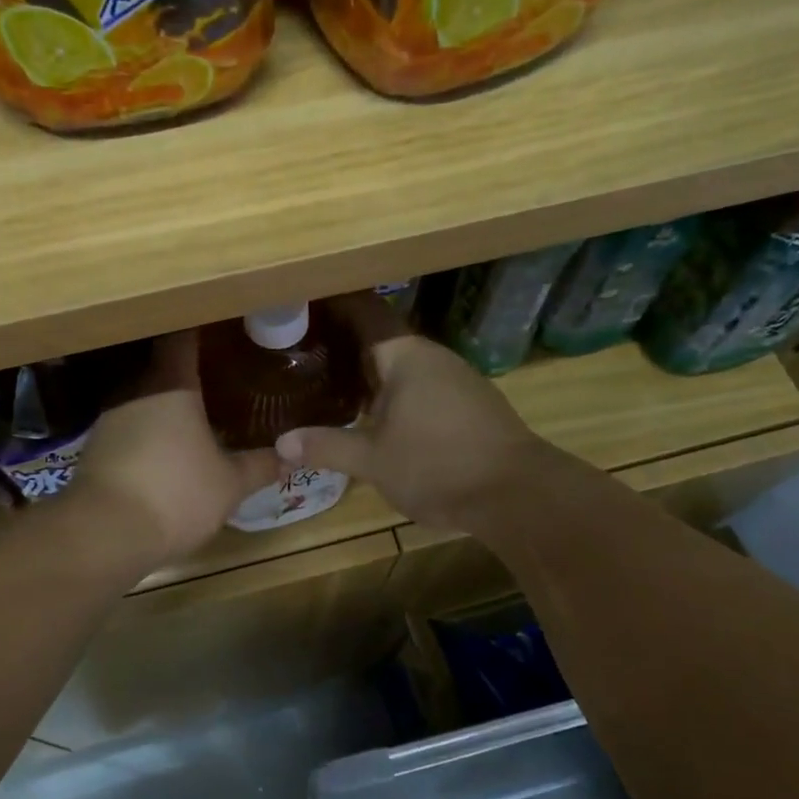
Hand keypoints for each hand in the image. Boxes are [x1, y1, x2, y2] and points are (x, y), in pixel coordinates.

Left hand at [66, 331, 278, 568]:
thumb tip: (289, 456)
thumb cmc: (176, 494)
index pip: (182, 338)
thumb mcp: (229, 484)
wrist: (103, 533)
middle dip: (188, 372)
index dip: (200, 329)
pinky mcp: (95, 448)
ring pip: (143, 399)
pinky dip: (147, 433)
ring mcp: (110, 419)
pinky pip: (128, 428)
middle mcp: (135, 390)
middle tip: (219, 377)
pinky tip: (165, 453)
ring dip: (166, 406)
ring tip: (196, 417)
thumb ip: (259, 466)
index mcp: (171, 384)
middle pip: (162, 367)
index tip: (220, 328)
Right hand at [276, 292, 549, 532]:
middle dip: (345, 345)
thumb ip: (326, 447)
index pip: (365, 313)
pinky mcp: (470, 404)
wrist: (517, 494)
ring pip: (402, 366)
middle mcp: (433, 357)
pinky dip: (394, 392)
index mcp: (406, 356)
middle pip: (381, 339)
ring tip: (331, 382)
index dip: (335, 306)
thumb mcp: (373, 461)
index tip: (303, 305)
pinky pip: (421, 386)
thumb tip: (281, 443)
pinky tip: (376, 414)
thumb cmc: (437, 465)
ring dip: (370, 372)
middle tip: (303, 352)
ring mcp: (456, 379)